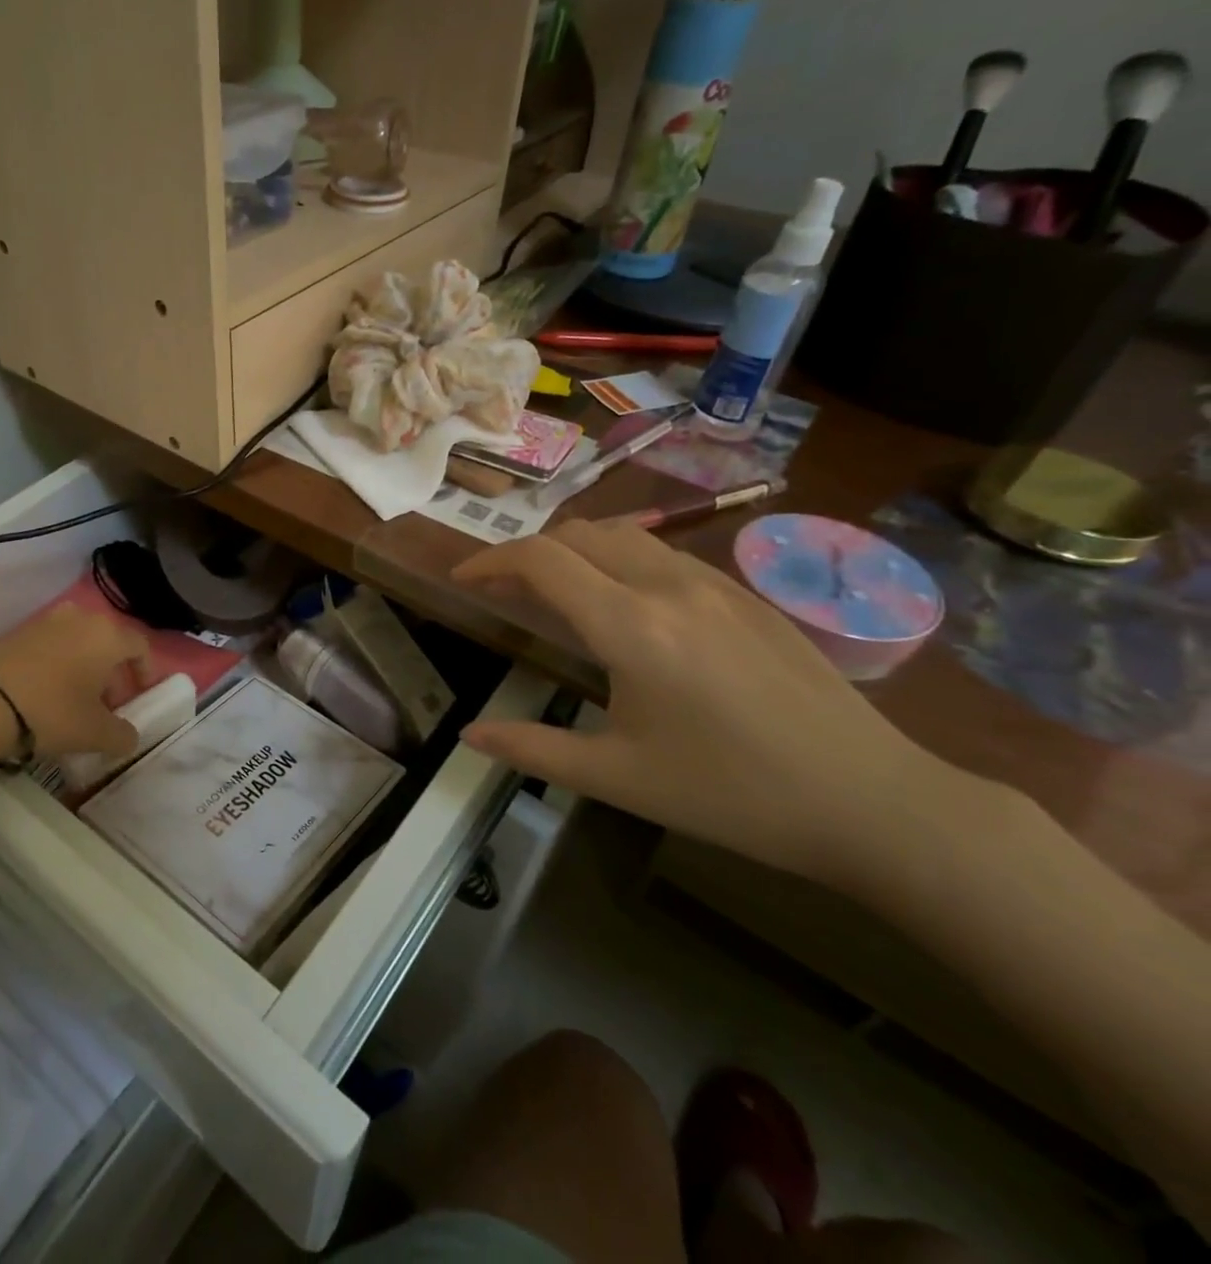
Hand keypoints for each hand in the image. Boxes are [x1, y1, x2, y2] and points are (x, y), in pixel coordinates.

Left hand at [0, 606, 151, 764]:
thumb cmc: (51, 711)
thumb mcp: (95, 733)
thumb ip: (122, 736)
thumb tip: (129, 737)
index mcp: (108, 635)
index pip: (140, 646)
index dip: (145, 671)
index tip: (139, 696)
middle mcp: (81, 618)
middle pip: (108, 643)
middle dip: (113, 673)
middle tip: (107, 706)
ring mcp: (46, 621)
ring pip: (78, 643)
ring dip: (84, 668)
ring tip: (75, 701)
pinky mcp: (17, 632)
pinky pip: (51, 646)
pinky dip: (58, 665)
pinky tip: (46, 694)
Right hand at [452, 523, 978, 897]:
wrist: (872, 801)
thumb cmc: (732, 795)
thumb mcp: (618, 778)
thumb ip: (533, 749)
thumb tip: (468, 736)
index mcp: (631, 626)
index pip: (541, 560)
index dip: (491, 562)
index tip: (463, 582)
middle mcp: (669, 587)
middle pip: (578, 534)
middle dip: (528, 553)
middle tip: (503, 592)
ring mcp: (715, 584)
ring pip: (624, 535)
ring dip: (575, 552)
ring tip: (555, 592)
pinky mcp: (747, 596)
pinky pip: (663, 555)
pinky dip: (619, 561)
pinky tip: (625, 607)